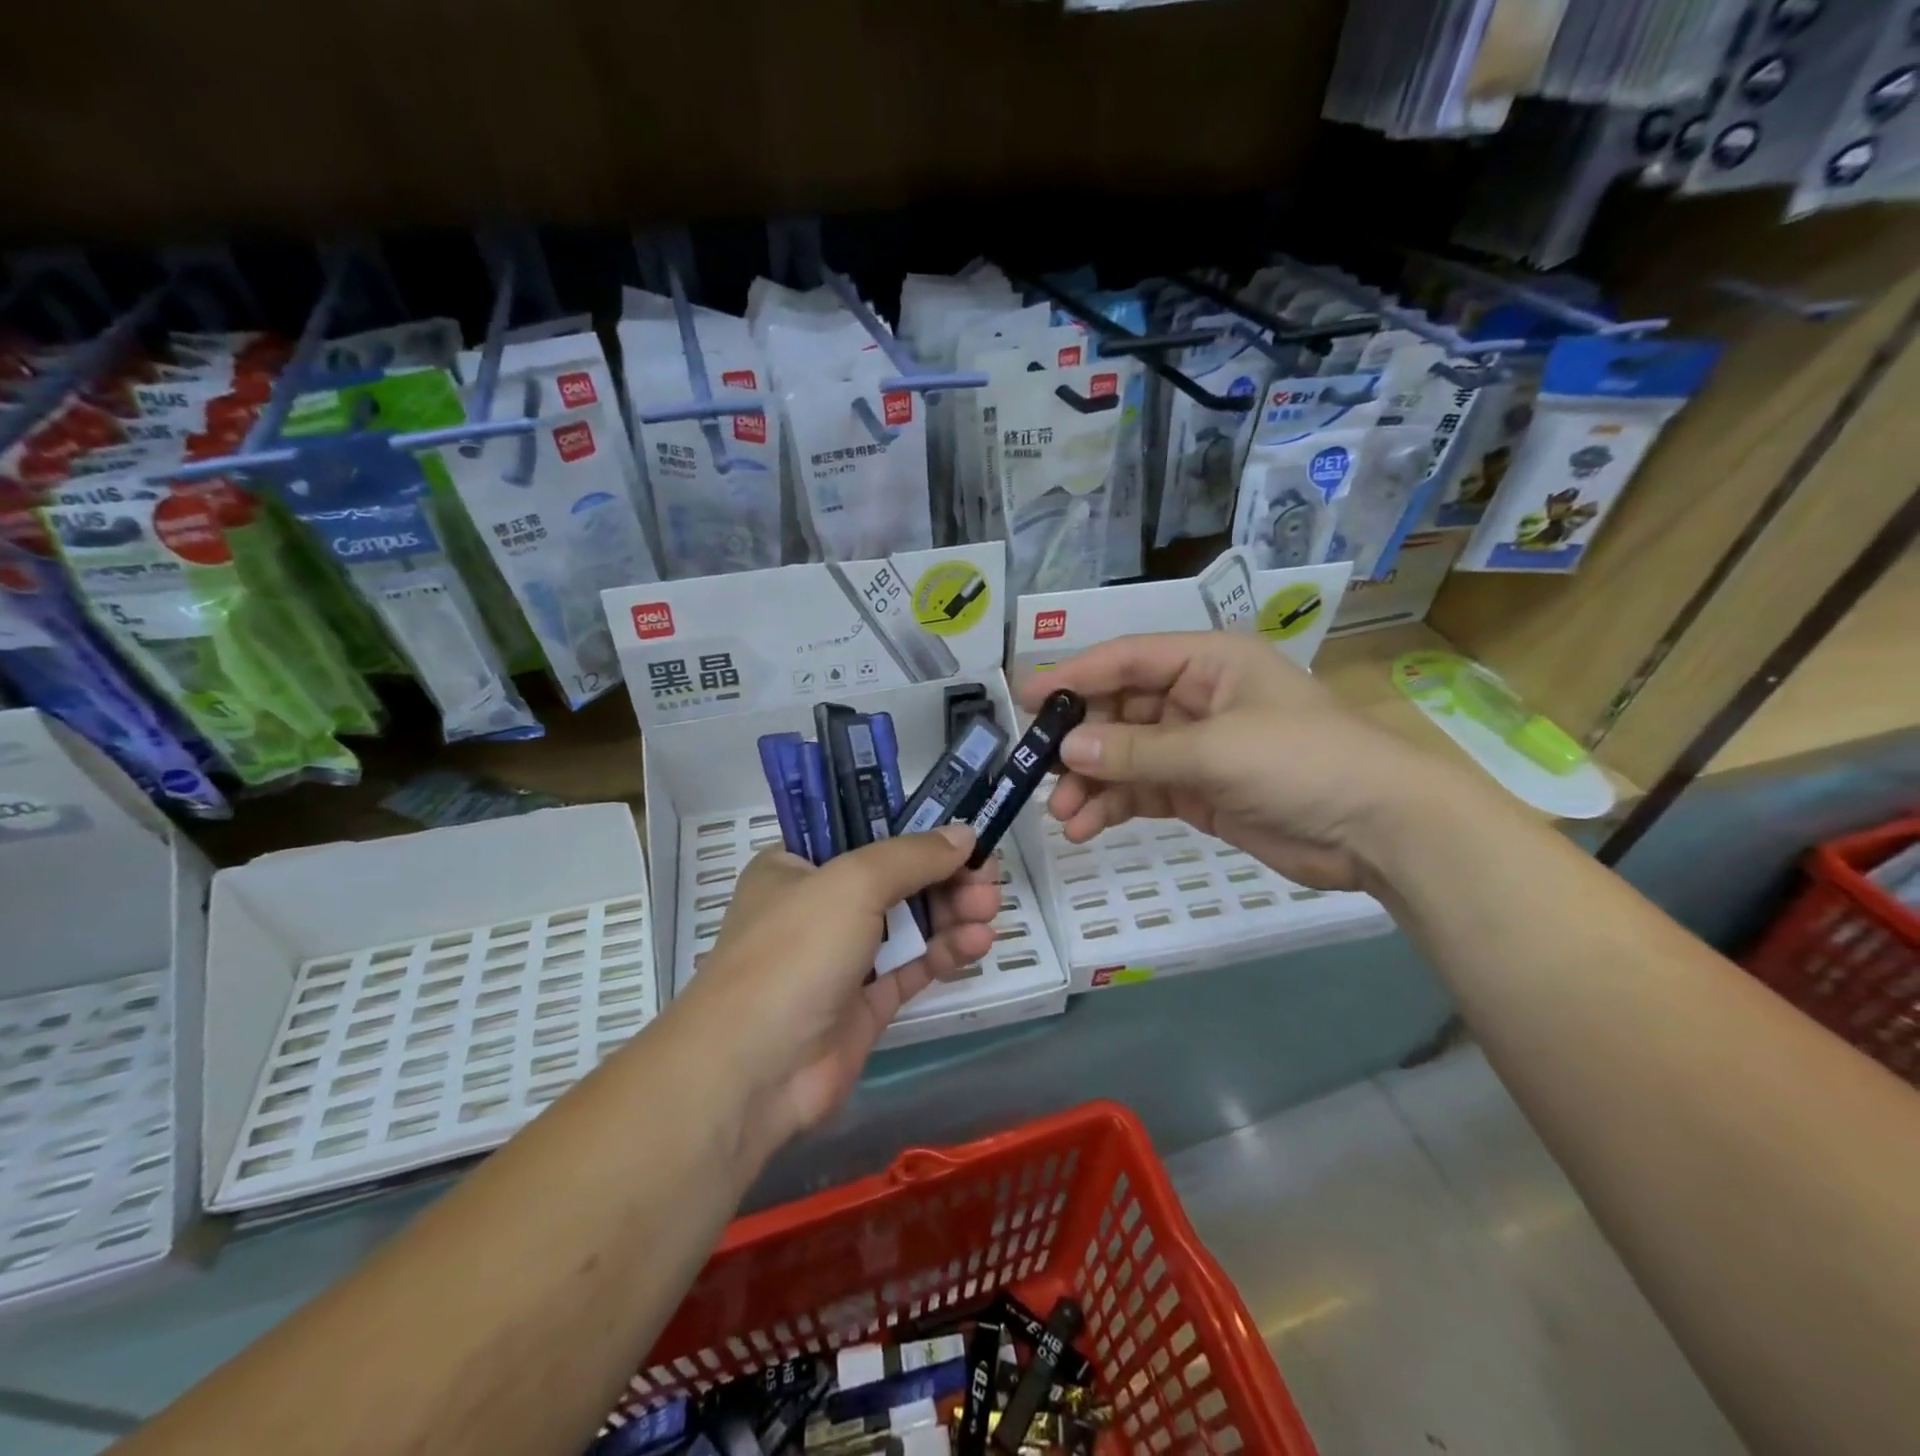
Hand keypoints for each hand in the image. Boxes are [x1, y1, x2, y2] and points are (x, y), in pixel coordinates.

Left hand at [684, 826, 1000, 1146]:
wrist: (755, 1070)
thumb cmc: (795, 951)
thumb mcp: (853, 883)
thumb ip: (913, 856)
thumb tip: (965, 834)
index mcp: (797, 866)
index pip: (863, 834)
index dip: (914, 832)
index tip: (962, 836)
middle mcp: (818, 906)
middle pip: (895, 879)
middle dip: (945, 876)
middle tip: (987, 879)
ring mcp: (841, 957)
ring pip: (908, 923)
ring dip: (951, 913)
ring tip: (988, 911)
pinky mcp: (864, 1003)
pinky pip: (912, 966)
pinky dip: (944, 952)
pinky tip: (977, 943)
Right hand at [1019, 631, 1448, 890]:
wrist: (1378, 830)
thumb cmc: (1302, 763)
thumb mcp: (1215, 750)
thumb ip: (1136, 751)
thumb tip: (1064, 751)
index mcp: (1207, 662)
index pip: (1126, 660)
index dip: (1074, 677)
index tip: (1024, 700)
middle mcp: (1196, 697)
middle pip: (1119, 710)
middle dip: (1079, 743)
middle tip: (1038, 772)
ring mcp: (1195, 746)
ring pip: (1124, 756)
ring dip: (1090, 783)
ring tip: (1061, 815)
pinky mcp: (1198, 790)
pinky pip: (1141, 790)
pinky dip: (1112, 806)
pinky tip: (1086, 827)